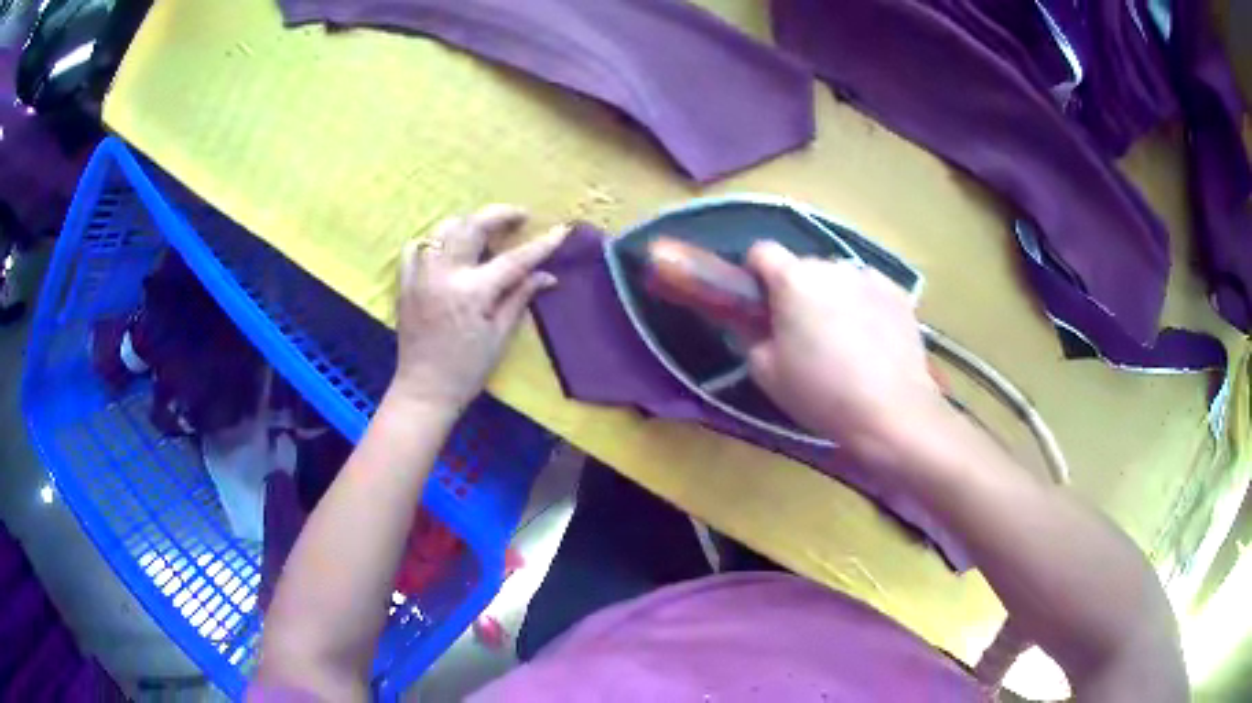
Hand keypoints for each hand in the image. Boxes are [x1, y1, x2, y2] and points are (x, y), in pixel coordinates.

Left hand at [390, 205, 565, 414]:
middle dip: (500, 215)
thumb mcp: (499, 336)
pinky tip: (448, 248)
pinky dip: (434, 239)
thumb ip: (520, 297)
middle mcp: (443, 275)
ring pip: (444, 228)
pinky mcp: (405, 281)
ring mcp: (420, 275)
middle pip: (473, 226)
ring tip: (485, 232)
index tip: (561, 230)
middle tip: (520, 217)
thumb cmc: (467, 370)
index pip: (513, 259)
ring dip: (468, 223)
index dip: (540, 245)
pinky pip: (417, 246)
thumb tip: (547, 275)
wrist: (424, 390)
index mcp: (472, 292)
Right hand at [745, 242, 946, 463]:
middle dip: (797, 292)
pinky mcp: (898, 293)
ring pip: (838, 278)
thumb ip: (750, 337)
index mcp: (793, 280)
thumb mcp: (766, 373)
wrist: (892, 411)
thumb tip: (753, 323)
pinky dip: (863, 305)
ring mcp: (869, 277)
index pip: (761, 251)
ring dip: (832, 297)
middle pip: (803, 267)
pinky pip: (868, 289)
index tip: (759, 305)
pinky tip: (871, 340)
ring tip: (842, 339)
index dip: (754, 275)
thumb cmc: (822, 394)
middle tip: (802, 333)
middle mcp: (831, 266)